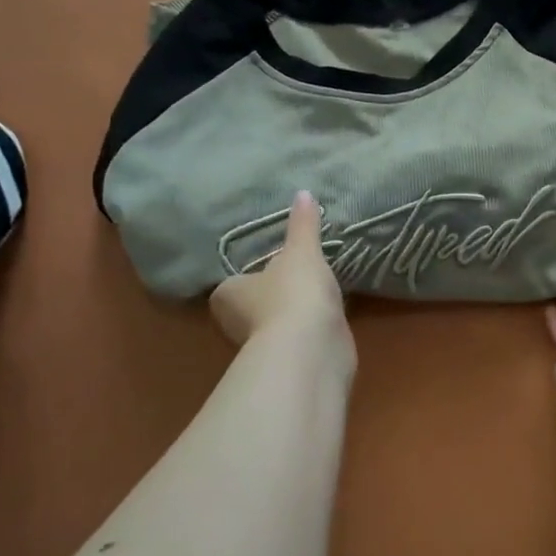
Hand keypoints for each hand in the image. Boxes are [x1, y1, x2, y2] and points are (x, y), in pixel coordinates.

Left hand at [210, 191, 348, 349]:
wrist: (312, 348)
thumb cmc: (294, 293)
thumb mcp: (301, 251)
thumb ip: (303, 225)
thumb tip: (303, 192)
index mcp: (228, 296)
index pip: (230, 286)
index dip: (245, 279)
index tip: (266, 269)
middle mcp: (237, 325)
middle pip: (250, 307)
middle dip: (269, 298)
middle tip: (292, 278)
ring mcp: (264, 348)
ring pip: (274, 326)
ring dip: (291, 315)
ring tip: (315, 296)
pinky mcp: (290, 363)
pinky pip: (298, 340)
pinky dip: (309, 331)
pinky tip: (327, 320)